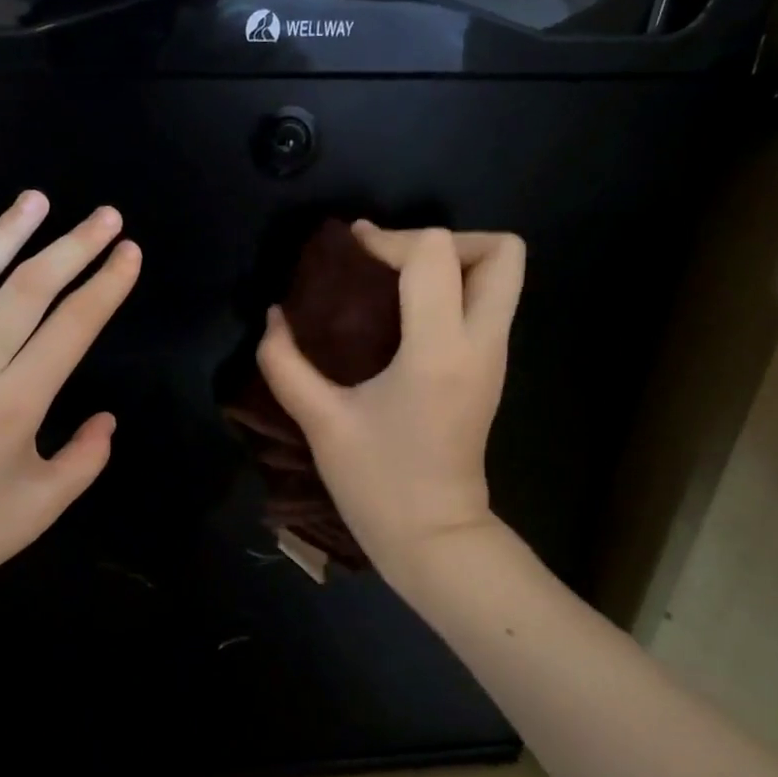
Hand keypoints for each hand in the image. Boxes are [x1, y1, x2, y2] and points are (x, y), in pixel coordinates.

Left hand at [0, 191, 140, 614]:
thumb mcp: (46, 504)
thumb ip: (87, 456)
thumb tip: (106, 418)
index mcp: (15, 405)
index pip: (71, 327)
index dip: (105, 285)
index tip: (129, 253)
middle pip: (26, 290)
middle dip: (71, 246)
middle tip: (104, 216)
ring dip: (6, 234)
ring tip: (35, 200)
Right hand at [256, 221, 524, 586]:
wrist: (433, 536)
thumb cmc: (377, 483)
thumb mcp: (321, 422)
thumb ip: (286, 364)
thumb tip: (273, 317)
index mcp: (438, 351)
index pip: (433, 254)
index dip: (388, 240)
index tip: (351, 254)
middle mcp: (480, 343)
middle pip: (502, 252)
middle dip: (448, 240)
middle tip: (395, 265)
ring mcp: (494, 358)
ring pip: (504, 277)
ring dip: (454, 264)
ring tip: (398, 286)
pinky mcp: (490, 372)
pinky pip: (488, 306)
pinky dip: (454, 293)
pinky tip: (405, 319)